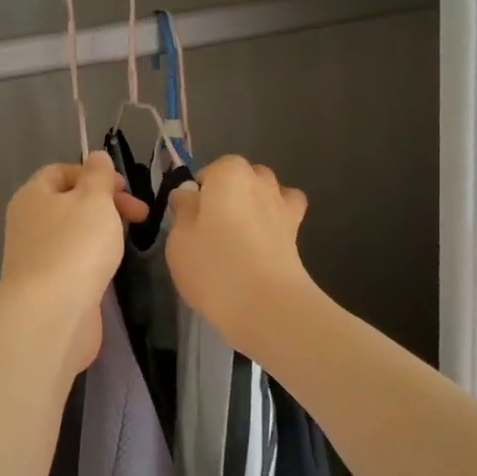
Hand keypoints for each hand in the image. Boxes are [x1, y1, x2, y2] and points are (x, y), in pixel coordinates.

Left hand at [0, 154, 149, 372]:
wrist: (52, 313)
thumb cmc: (75, 246)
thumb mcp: (94, 200)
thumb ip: (99, 176)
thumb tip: (96, 157)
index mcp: (33, 195)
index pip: (61, 171)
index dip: (94, 174)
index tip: (124, 189)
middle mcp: (29, 222)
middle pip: (69, 202)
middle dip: (105, 203)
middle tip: (139, 216)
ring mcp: (36, 256)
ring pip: (73, 233)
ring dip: (101, 232)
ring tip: (126, 241)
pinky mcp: (48, 285)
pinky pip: (73, 260)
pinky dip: (93, 258)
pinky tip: (109, 268)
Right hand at [167, 156, 316, 357]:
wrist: (266, 304)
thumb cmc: (213, 266)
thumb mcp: (179, 239)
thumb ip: (183, 210)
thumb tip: (188, 195)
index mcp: (228, 173)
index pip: (210, 171)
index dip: (199, 193)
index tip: (190, 219)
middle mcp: (260, 181)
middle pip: (242, 178)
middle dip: (228, 195)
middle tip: (210, 229)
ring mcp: (283, 206)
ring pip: (267, 193)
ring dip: (254, 205)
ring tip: (238, 236)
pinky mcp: (297, 233)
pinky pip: (285, 215)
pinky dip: (275, 221)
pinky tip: (262, 242)